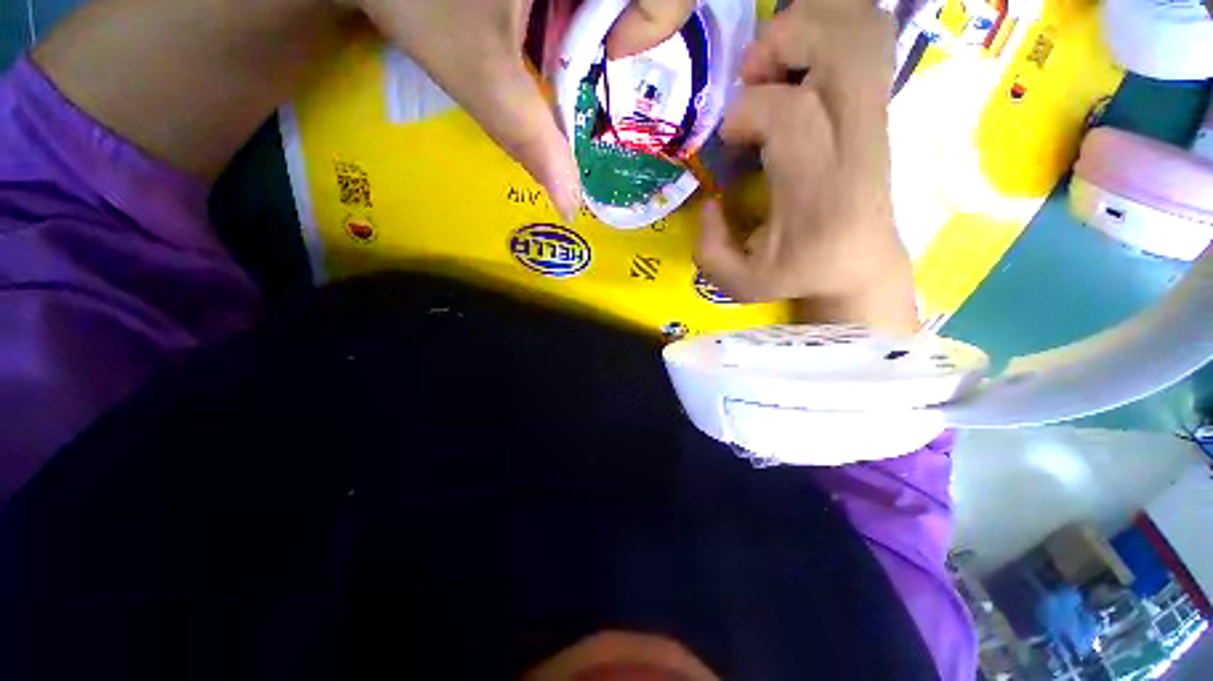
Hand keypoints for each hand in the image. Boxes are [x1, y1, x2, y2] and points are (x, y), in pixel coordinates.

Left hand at [355, 0, 694, 222]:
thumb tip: (572, 207)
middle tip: (568, 52)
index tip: (604, 58)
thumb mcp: (481, 75)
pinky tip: (534, 13)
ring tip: (540, 35)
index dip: (650, 31)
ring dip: (585, 18)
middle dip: (611, 30)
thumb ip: (532, 140)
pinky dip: (570, 4)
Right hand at [696, 0, 918, 332]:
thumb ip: (709, 250)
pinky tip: (799, 59)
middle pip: (843, 46)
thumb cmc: (799, 276)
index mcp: (818, 191)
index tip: (729, 136)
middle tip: (751, 70)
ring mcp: (876, 118)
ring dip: (811, 25)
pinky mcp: (878, 109)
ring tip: (774, 60)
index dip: (749, 110)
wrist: (861, 267)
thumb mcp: (739, 283)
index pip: (792, 114)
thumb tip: (708, 200)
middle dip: (787, 38)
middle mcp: (856, 143)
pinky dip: (832, 28)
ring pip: (863, 31)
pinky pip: (870, 40)